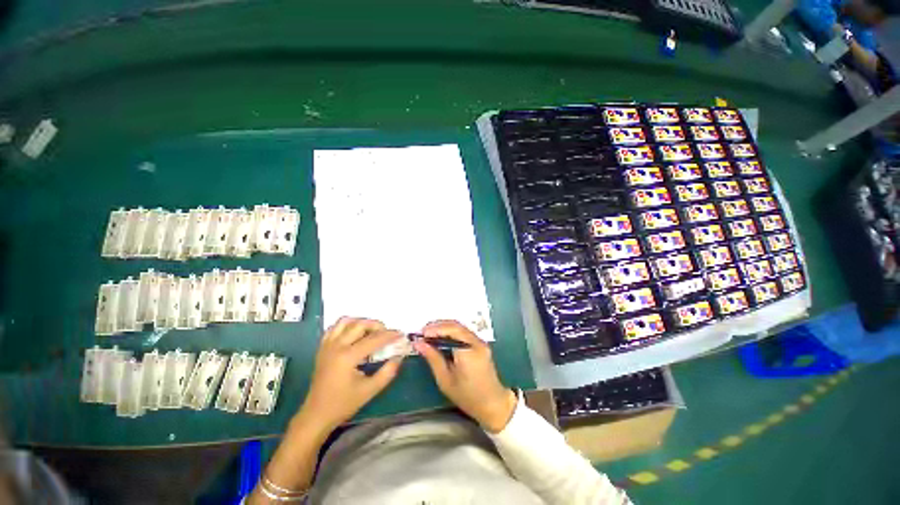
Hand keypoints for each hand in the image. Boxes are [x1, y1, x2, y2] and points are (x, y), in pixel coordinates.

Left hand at [297, 318, 404, 433]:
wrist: (316, 414)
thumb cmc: (343, 404)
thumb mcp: (370, 390)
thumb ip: (388, 372)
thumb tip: (399, 356)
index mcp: (347, 358)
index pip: (373, 340)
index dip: (389, 335)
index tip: (401, 334)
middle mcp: (336, 347)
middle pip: (360, 325)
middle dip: (377, 326)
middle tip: (387, 333)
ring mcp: (327, 345)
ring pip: (346, 321)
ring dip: (362, 322)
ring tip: (371, 331)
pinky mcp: (322, 347)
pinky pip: (335, 327)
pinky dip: (347, 325)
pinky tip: (355, 333)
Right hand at [414, 320, 516, 433]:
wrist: (493, 403)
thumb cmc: (467, 396)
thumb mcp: (445, 380)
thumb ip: (432, 358)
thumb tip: (418, 343)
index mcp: (468, 351)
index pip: (450, 331)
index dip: (434, 329)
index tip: (420, 334)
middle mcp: (476, 342)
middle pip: (455, 325)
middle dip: (437, 325)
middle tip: (422, 332)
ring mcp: (480, 341)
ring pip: (459, 326)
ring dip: (443, 327)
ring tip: (428, 334)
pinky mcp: (480, 343)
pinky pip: (463, 331)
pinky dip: (450, 331)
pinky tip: (441, 337)